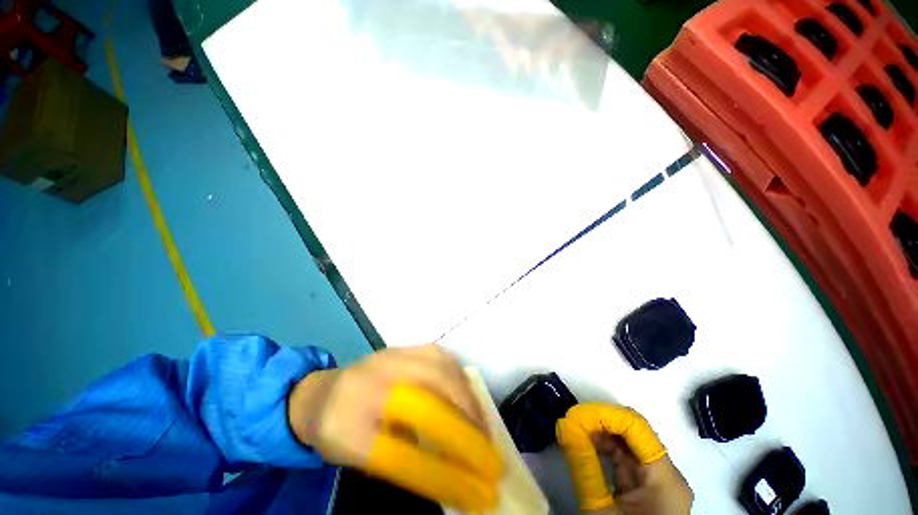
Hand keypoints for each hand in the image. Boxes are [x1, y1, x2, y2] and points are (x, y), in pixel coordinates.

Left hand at [287, 345, 502, 510]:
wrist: (321, 391)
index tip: (476, 493)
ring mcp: (390, 358)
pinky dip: (459, 375)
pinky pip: (440, 356)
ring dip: (468, 399)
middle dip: (466, 428)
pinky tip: (467, 392)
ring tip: (482, 424)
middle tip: (488, 453)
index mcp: (348, 422)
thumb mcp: (356, 458)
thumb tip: (451, 474)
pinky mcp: (403, 347)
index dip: (443, 475)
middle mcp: (370, 384)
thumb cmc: (337, 429)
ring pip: (439, 370)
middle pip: (427, 402)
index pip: (401, 455)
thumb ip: (400, 463)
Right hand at [556, 404, 692, 514]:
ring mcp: (657, 480)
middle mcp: (666, 473)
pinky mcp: (646, 486)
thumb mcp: (601, 510)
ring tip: (574, 432)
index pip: (636, 427)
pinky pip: (624, 459)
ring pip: (627, 443)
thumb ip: (583, 465)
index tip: (576, 413)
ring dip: (599, 435)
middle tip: (571, 422)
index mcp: (665, 478)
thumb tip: (563, 426)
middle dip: (599, 422)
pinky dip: (603, 450)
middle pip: (633, 432)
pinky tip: (585, 446)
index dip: (605, 414)